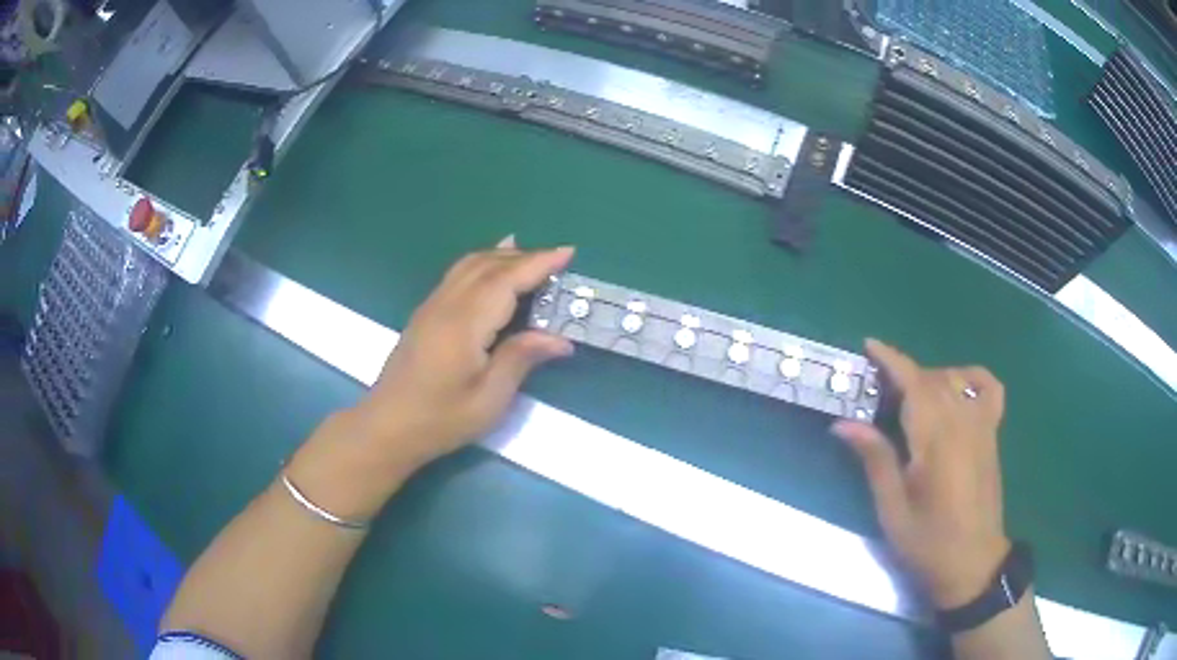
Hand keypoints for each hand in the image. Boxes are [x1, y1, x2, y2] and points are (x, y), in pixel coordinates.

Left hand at [349, 237, 574, 471]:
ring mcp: (432, 306)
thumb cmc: (441, 418)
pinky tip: (489, 266)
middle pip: (489, 265)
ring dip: (502, 256)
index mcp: (465, 322)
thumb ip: (521, 359)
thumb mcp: (489, 398)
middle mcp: (447, 304)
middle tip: (558, 260)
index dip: (538, 263)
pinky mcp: (425, 314)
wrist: (387, 426)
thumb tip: (561, 339)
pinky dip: (480, 263)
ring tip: (530, 254)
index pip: (507, 280)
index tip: (568, 251)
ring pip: (470, 265)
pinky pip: (457, 275)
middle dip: (525, 257)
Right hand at [831, 339, 1009, 608]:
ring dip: (929, 378)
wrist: (972, 562)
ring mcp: (982, 425)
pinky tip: (958, 386)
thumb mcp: (892, 510)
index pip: (915, 384)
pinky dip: (973, 377)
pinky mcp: (992, 433)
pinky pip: (989, 388)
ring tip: (910, 400)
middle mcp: (963, 423)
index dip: (892, 360)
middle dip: (903, 375)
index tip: (869, 346)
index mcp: (936, 441)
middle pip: (932, 378)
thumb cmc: (927, 542)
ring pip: (955, 379)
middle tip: (877, 392)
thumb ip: (875, 460)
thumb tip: (843, 423)